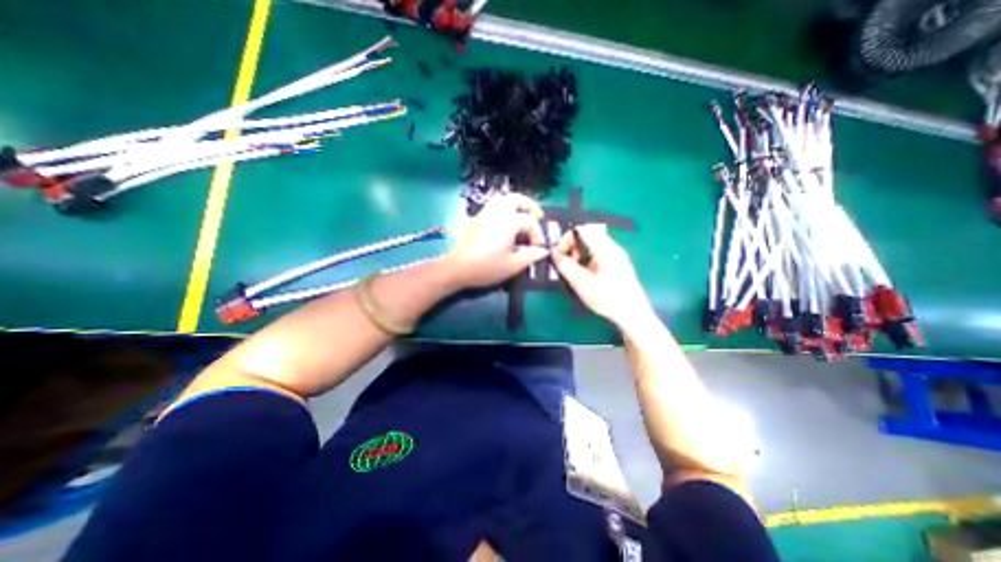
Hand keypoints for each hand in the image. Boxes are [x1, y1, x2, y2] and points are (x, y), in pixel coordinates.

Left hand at [444, 194, 550, 289]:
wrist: (456, 268)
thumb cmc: (485, 267)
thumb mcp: (512, 265)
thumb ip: (531, 256)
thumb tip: (543, 250)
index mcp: (507, 222)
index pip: (529, 221)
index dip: (538, 234)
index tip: (539, 248)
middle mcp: (496, 212)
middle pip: (516, 199)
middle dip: (529, 206)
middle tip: (538, 217)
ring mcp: (484, 214)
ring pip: (503, 200)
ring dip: (516, 205)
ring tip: (524, 217)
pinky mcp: (476, 219)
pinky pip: (493, 206)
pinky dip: (505, 209)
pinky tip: (506, 223)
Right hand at [551, 223, 653, 328]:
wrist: (632, 315)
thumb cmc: (607, 298)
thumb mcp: (581, 283)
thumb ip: (565, 265)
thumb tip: (553, 253)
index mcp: (605, 248)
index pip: (581, 229)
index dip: (565, 240)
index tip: (559, 256)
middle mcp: (612, 247)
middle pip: (587, 235)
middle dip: (572, 247)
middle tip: (567, 264)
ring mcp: (616, 255)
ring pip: (592, 245)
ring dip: (579, 254)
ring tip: (576, 271)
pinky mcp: (618, 264)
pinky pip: (598, 253)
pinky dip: (587, 259)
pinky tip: (586, 275)